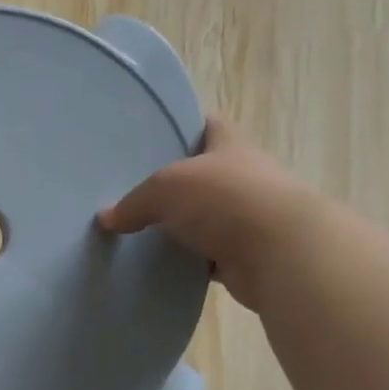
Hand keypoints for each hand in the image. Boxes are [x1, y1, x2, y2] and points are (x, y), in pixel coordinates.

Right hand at [98, 119, 326, 311]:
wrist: (282, 254)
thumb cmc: (225, 200)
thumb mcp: (166, 188)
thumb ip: (134, 202)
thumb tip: (106, 218)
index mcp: (231, 147)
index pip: (210, 125)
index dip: (188, 125)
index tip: (159, 134)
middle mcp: (245, 177)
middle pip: (208, 174)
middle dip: (180, 182)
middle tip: (139, 190)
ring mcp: (250, 218)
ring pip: (209, 217)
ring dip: (186, 224)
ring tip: (145, 230)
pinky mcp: (248, 256)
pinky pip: (211, 255)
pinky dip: (192, 260)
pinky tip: (164, 264)